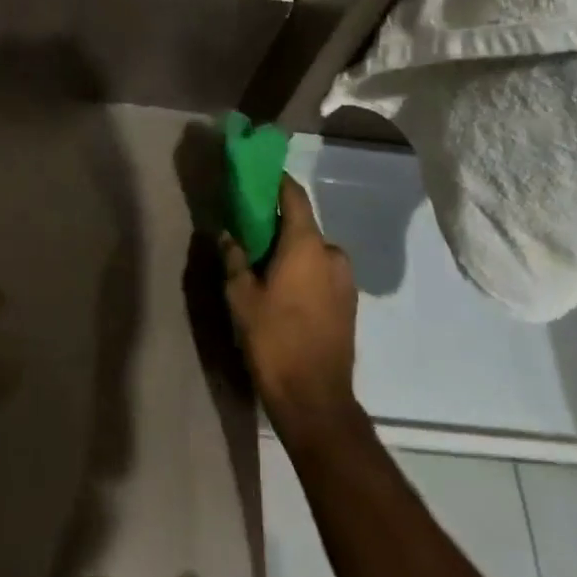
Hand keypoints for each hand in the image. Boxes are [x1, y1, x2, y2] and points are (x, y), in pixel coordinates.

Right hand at [220, 175, 360, 445]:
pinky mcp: (348, 305)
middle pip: (302, 225)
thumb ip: (234, 258)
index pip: (294, 196)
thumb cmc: (274, 339)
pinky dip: (303, 271)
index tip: (256, 176)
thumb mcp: (241, 296)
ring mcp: (345, 281)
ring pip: (313, 252)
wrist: (315, 400)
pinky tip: (283, 292)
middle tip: (249, 232)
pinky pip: (321, 273)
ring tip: (263, 267)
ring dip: (291, 251)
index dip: (276, 182)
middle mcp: (332, 254)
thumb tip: (228, 234)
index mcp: (308, 244)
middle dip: (277, 224)